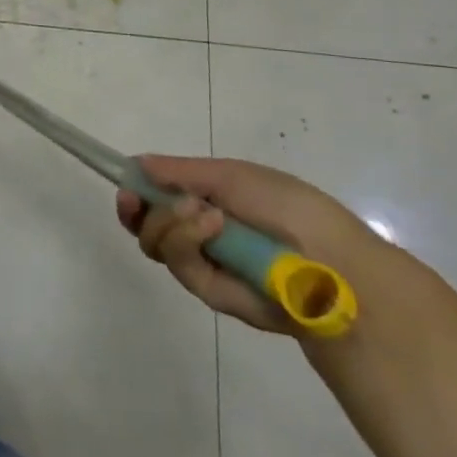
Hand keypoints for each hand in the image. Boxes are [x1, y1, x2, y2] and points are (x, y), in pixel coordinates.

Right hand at [117, 156, 408, 335]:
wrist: (330, 262)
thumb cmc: (286, 207)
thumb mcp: (232, 176)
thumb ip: (181, 171)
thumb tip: (136, 164)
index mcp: (210, 200)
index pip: (159, 197)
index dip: (137, 192)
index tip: (126, 186)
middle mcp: (202, 233)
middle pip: (147, 225)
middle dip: (140, 210)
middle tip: (138, 199)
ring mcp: (206, 264)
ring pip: (156, 244)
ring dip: (169, 223)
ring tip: (204, 214)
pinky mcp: (212, 293)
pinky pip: (180, 265)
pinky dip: (187, 242)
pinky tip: (211, 228)